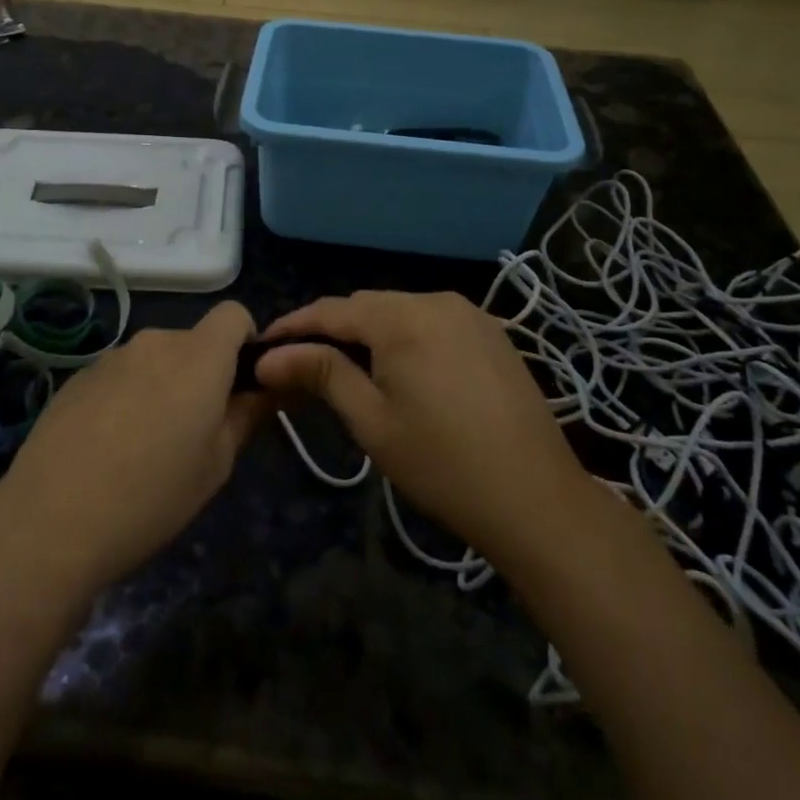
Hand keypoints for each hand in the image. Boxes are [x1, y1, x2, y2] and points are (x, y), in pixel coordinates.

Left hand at [0, 301, 266, 597]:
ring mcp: (111, 357)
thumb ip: (247, 416)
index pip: (233, 314)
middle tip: (193, 431)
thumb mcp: (216, 465)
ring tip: (144, 446)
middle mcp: (155, 342)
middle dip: (201, 373)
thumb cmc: (151, 497)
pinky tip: (106, 448)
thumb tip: (266, 389)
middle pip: (193, 341)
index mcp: (198, 356)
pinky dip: (125, 397)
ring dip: (161, 385)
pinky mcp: (76, 378)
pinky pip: (119, 376)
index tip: (241, 384)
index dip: (245, 340)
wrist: (50, 523)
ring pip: (153, 360)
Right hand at [256, 292, 595, 569]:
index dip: (294, 325)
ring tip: (344, 366)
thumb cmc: (443, 465)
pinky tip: (399, 367)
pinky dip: (405, 335)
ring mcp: (470, 313)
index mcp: (403, 318)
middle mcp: (436, 300)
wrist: (537, 498)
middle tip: (300, 362)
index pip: (332, 310)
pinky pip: (432, 320)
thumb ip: (321, 374)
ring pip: (400, 309)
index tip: (262, 346)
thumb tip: (269, 356)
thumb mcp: (372, 421)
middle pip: (367, 305)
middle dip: (330, 328)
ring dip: (368, 331)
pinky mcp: (491, 332)